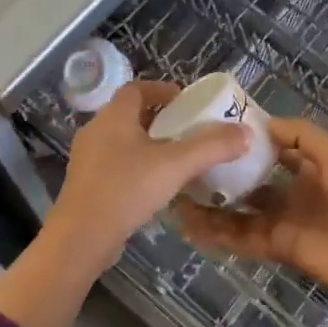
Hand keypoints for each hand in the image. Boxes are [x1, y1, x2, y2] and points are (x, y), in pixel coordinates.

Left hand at [52, 81, 250, 259]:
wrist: (81, 238)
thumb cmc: (126, 189)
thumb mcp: (176, 165)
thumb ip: (211, 147)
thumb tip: (246, 132)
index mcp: (114, 115)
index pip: (136, 88)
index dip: (161, 90)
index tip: (185, 101)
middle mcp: (96, 130)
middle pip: (130, 114)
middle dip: (160, 119)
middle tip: (188, 130)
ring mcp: (87, 158)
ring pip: (122, 141)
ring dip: (148, 144)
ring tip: (177, 158)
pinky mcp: (85, 184)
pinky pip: (115, 164)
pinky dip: (136, 166)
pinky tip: (155, 185)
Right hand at [178, 117, 327, 306]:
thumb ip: (302, 136)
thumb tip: (262, 123)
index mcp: (309, 167)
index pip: (273, 149)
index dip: (248, 141)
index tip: (216, 130)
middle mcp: (291, 192)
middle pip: (250, 180)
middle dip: (223, 174)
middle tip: (188, 163)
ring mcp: (281, 221)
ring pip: (238, 210)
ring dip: (212, 204)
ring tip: (179, 194)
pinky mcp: (275, 247)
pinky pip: (240, 237)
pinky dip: (216, 232)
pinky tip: (190, 223)